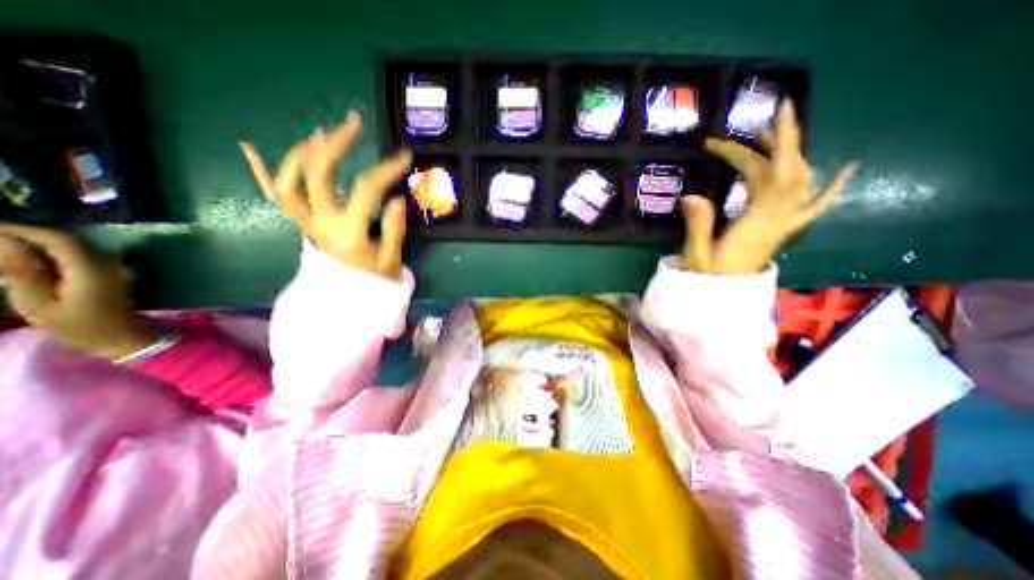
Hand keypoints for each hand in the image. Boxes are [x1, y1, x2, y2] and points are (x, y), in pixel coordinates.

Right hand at [0, 223, 153, 358]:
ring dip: (43, 244)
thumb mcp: (37, 303)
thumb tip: (6, 242)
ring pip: (78, 247)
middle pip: (70, 241)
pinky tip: (32, 261)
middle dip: (29, 235)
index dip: (23, 230)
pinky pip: (85, 256)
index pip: (61, 239)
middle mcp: (110, 264)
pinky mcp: (114, 274)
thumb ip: (22, 271)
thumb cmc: (78, 326)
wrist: (121, 337)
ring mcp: (116, 268)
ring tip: (5, 249)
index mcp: (92, 269)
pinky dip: (57, 253)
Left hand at [239, 110, 412, 281]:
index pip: (366, 190)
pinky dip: (261, 173)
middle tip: (352, 125)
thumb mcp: (390, 261)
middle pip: (318, 173)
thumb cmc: (371, 285)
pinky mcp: (302, 226)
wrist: (343, 304)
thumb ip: (394, 230)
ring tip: (321, 135)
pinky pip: (276, 197)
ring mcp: (306, 223)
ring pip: (290, 179)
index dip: (386, 169)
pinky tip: (250, 148)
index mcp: (349, 232)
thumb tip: (397, 199)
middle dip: (335, 143)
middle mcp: (321, 223)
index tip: (404, 156)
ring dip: (303, 152)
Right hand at [680, 103, 856, 275]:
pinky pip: (815, 206)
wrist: (725, 298)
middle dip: (779, 140)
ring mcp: (784, 223)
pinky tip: (844, 170)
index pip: (762, 176)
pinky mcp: (783, 229)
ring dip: (791, 153)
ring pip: (800, 181)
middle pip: (787, 171)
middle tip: (761, 119)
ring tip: (771, 135)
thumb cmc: (709, 278)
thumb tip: (690, 196)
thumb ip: (697, 225)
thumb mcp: (697, 254)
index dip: (747, 152)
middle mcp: (777, 218)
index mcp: (755, 222)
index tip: (721, 140)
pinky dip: (832, 187)